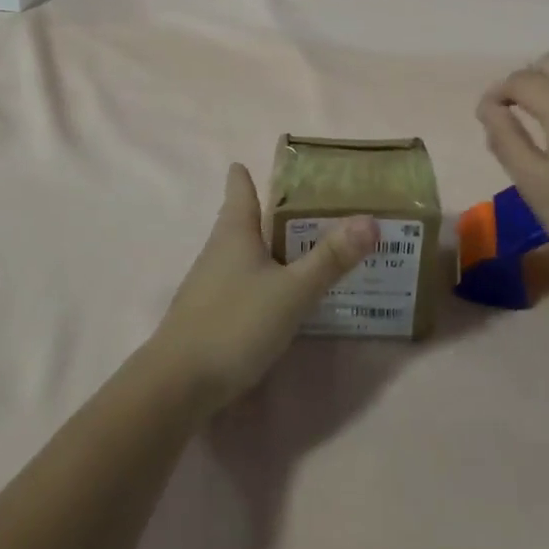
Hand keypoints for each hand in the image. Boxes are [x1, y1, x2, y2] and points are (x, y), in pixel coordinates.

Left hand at [150, 164, 377, 416]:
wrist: (177, 385)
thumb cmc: (235, 323)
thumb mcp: (292, 291)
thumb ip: (330, 258)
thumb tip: (370, 220)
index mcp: (234, 232)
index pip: (239, 188)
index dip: (247, 174)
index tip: (258, 163)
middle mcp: (218, 250)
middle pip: (242, 220)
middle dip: (269, 212)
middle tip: (307, 206)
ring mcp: (209, 284)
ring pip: (242, 253)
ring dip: (268, 247)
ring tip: (302, 248)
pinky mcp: (208, 315)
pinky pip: (240, 283)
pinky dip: (261, 279)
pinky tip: (279, 295)